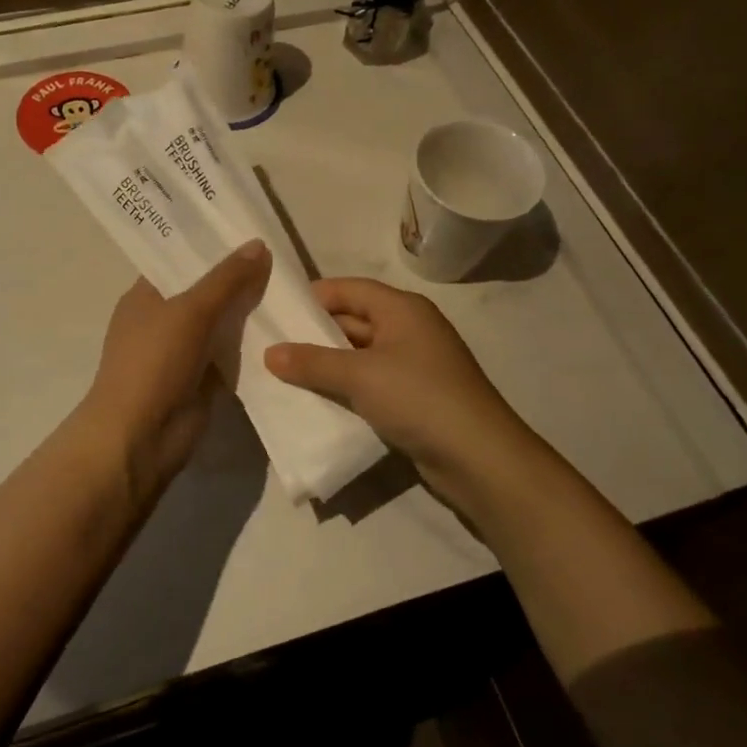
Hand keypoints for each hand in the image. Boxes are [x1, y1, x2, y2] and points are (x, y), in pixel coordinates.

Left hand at [78, 241, 270, 507]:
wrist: (141, 436)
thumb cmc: (153, 363)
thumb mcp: (190, 311)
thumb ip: (226, 279)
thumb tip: (258, 245)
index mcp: (146, 295)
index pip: (180, 260)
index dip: (210, 245)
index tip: (248, 228)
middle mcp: (163, 319)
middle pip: (205, 290)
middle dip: (238, 277)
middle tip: (282, 255)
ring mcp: (184, 351)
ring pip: (222, 323)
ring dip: (250, 311)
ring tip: (293, 286)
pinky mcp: (203, 379)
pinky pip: (232, 354)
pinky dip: (253, 345)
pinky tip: (287, 328)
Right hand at [264, 278, 530, 499]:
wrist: (477, 457)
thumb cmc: (418, 397)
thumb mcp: (359, 375)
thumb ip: (312, 362)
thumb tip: (269, 353)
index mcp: (402, 309)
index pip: (350, 289)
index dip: (314, 297)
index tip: (277, 312)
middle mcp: (409, 329)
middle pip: (353, 321)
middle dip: (314, 334)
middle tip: (271, 346)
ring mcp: (413, 365)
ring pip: (359, 355)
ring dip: (327, 364)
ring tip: (283, 374)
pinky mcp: (413, 397)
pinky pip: (370, 383)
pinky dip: (345, 388)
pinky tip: (316, 400)